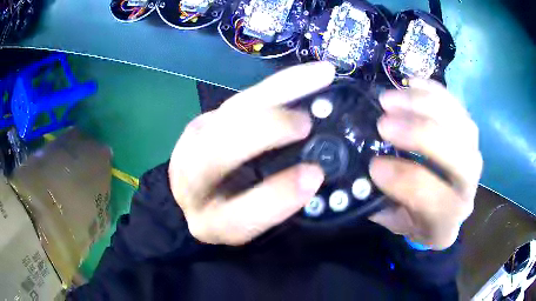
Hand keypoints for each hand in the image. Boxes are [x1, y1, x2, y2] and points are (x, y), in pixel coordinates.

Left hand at [168, 62, 334, 245]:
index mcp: (209, 222)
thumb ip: (276, 205)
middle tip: (305, 124)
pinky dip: (278, 84)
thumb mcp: (252, 223)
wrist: (196, 192)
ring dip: (276, 94)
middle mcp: (191, 185)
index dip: (274, 199)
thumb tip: (317, 173)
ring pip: (229, 113)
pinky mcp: (201, 120)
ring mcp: (191, 145)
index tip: (314, 175)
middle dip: (263, 133)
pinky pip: (240, 97)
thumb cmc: (230, 211)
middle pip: (217, 155)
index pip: (235, 218)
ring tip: (318, 79)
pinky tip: (309, 73)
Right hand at [369, 79, 482, 249]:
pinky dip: (433, 91)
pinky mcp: (470, 132)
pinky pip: (457, 105)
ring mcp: (473, 155)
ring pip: (458, 123)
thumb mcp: (396, 221)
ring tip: (390, 98)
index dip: (402, 179)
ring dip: (423, 105)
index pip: (431, 197)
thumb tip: (359, 173)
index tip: (373, 165)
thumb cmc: (418, 218)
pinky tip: (410, 83)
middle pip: (455, 155)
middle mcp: (468, 186)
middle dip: (419, 134)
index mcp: (447, 219)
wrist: (446, 210)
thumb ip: (381, 203)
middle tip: (383, 121)